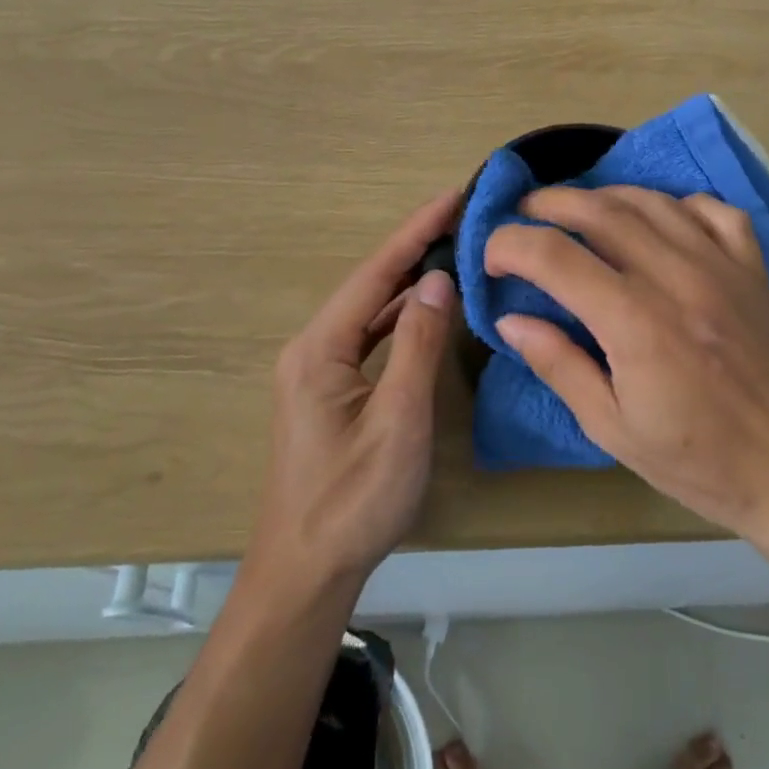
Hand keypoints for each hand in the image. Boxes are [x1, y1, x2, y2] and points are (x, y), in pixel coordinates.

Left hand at [251, 190, 460, 594]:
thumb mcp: (398, 421)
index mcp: (320, 348)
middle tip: (463, 217)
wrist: (305, 572)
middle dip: (414, 247)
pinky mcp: (329, 389)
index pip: (375, 273)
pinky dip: (401, 316)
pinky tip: (427, 308)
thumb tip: (438, 280)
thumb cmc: (353, 500)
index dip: (415, 231)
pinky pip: (369, 336)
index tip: (452, 196)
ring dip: (409, 281)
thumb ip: (419, 346)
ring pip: (370, 310)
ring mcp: (318, 369)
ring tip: (452, 249)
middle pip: (370, 284)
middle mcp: (313, 348)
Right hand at [484, 185, 768, 546]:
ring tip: (577, 211)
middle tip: (523, 214)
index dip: (510, 245)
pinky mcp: (752, 266)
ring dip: (603, 196)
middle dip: (549, 204)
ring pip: (650, 201)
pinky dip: (674, 203)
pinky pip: (710, 209)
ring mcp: (720, 265)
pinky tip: (657, 221)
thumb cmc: (695, 459)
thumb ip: (558, 365)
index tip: (492, 257)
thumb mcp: (612, 428)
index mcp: (635, 323)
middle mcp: (676, 278)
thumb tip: (510, 320)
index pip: (555, 256)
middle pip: (599, 211)